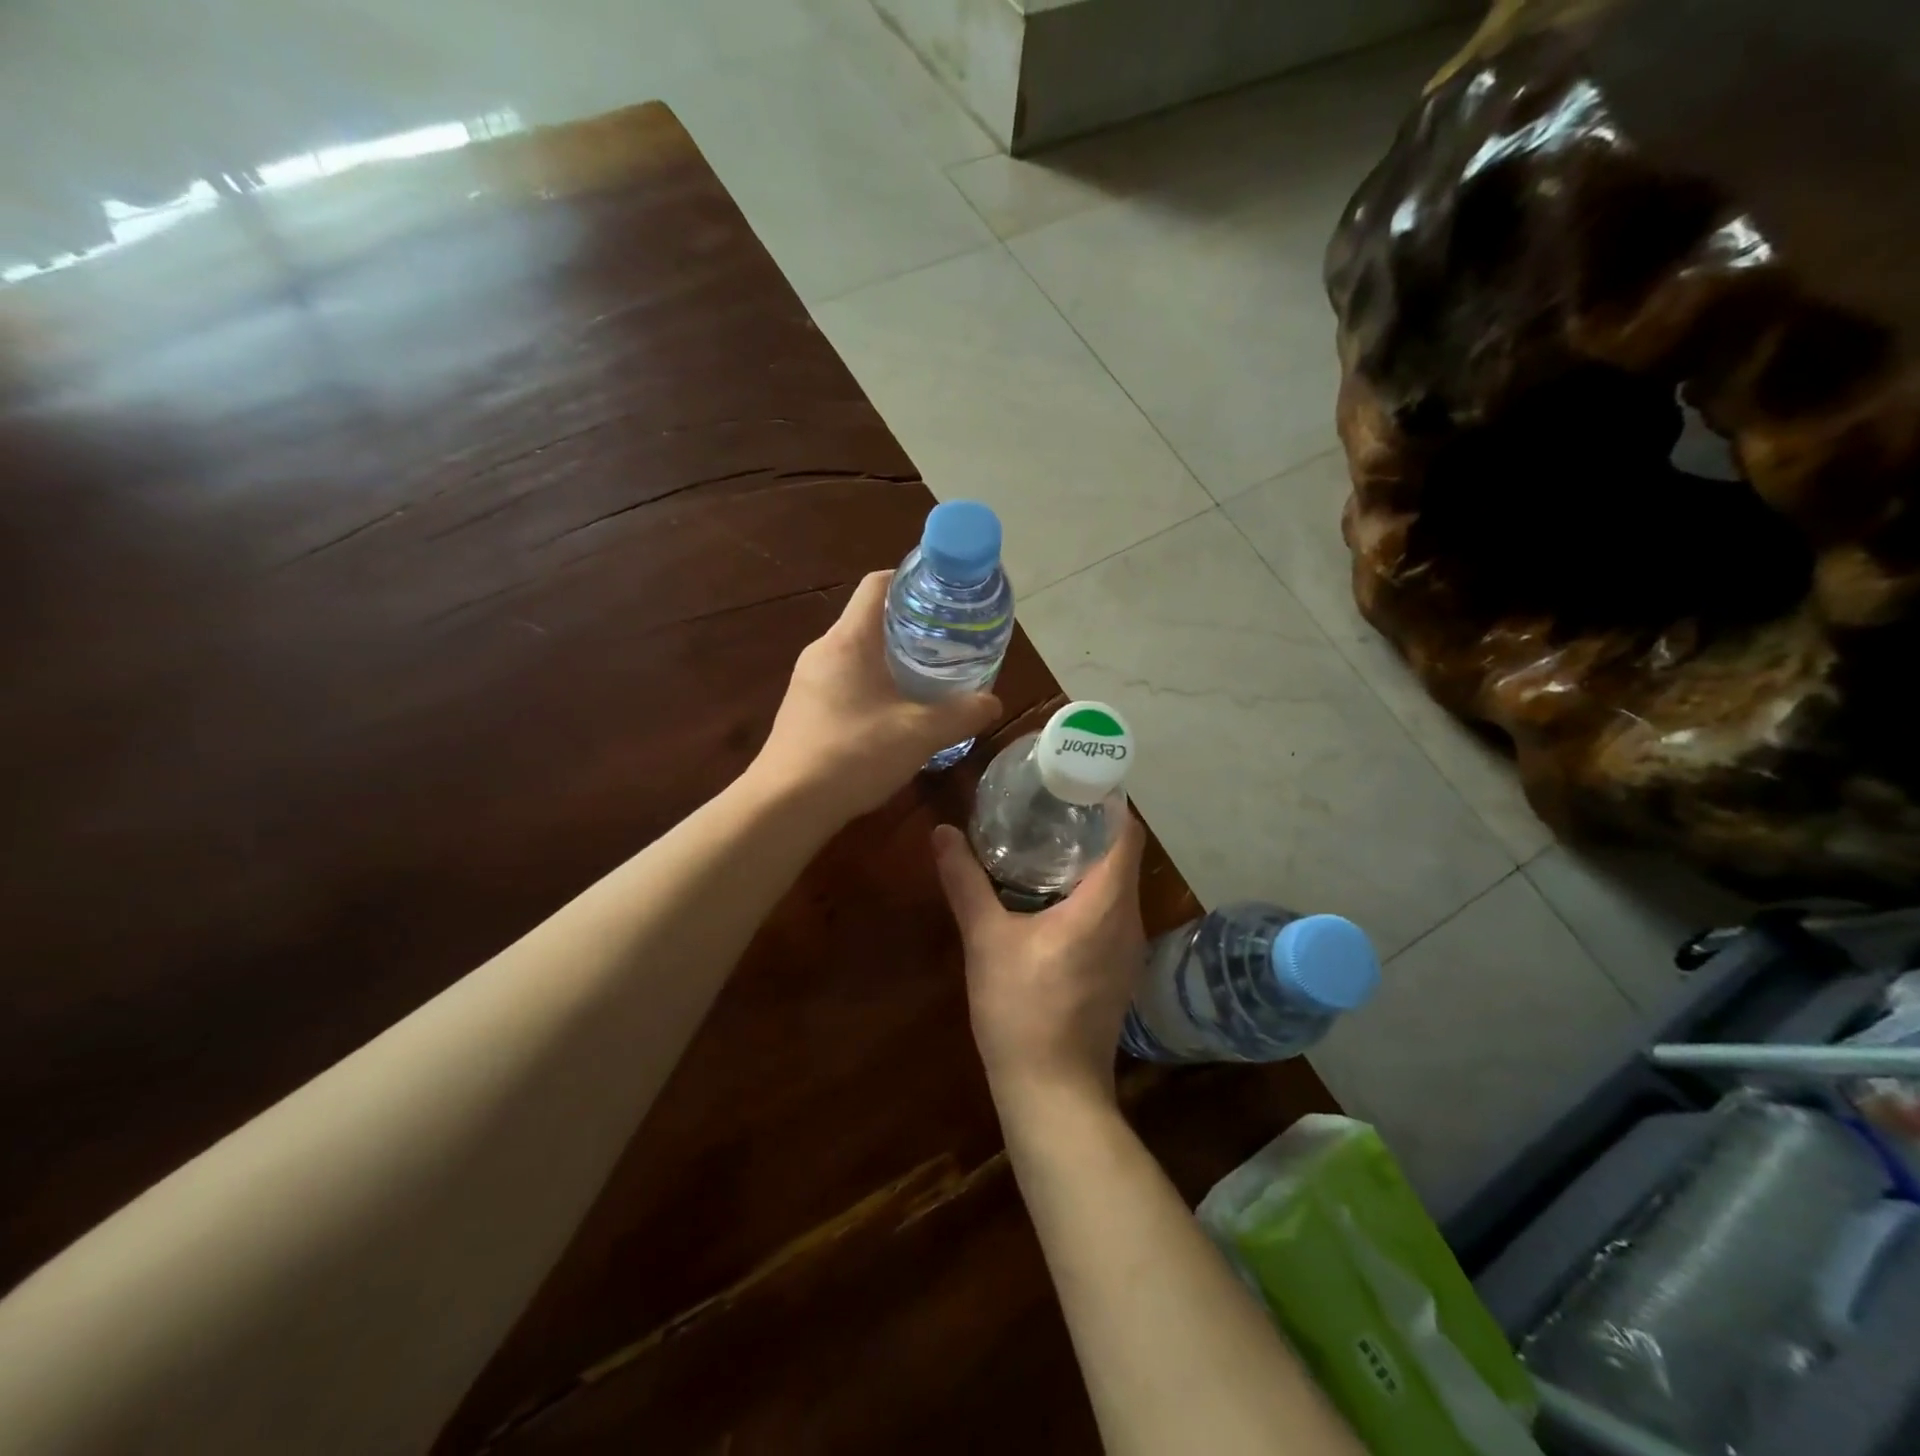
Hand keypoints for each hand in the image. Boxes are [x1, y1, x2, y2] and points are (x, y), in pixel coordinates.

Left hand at [752, 571, 1000, 824]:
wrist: (787, 804)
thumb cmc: (853, 755)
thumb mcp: (920, 734)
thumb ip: (962, 714)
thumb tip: (993, 702)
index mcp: (849, 640)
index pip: (878, 585)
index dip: (912, 582)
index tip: (945, 598)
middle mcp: (823, 650)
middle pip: (871, 620)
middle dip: (911, 626)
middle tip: (949, 643)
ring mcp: (808, 680)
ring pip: (858, 654)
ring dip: (892, 660)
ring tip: (929, 678)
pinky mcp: (803, 709)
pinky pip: (845, 681)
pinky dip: (873, 685)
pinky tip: (895, 715)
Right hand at [931, 811, 1146, 1111]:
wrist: (1053, 1092)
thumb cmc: (1022, 1009)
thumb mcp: (986, 940)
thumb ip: (965, 882)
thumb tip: (941, 833)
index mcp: (1106, 902)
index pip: (1124, 830)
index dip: (1105, 798)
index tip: (1071, 778)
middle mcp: (1129, 919)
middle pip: (1121, 854)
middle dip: (1088, 824)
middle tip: (1045, 803)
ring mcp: (1128, 948)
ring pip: (1117, 885)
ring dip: (1087, 860)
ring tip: (1042, 840)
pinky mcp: (1119, 970)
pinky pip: (1111, 912)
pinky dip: (1088, 892)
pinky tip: (1048, 896)